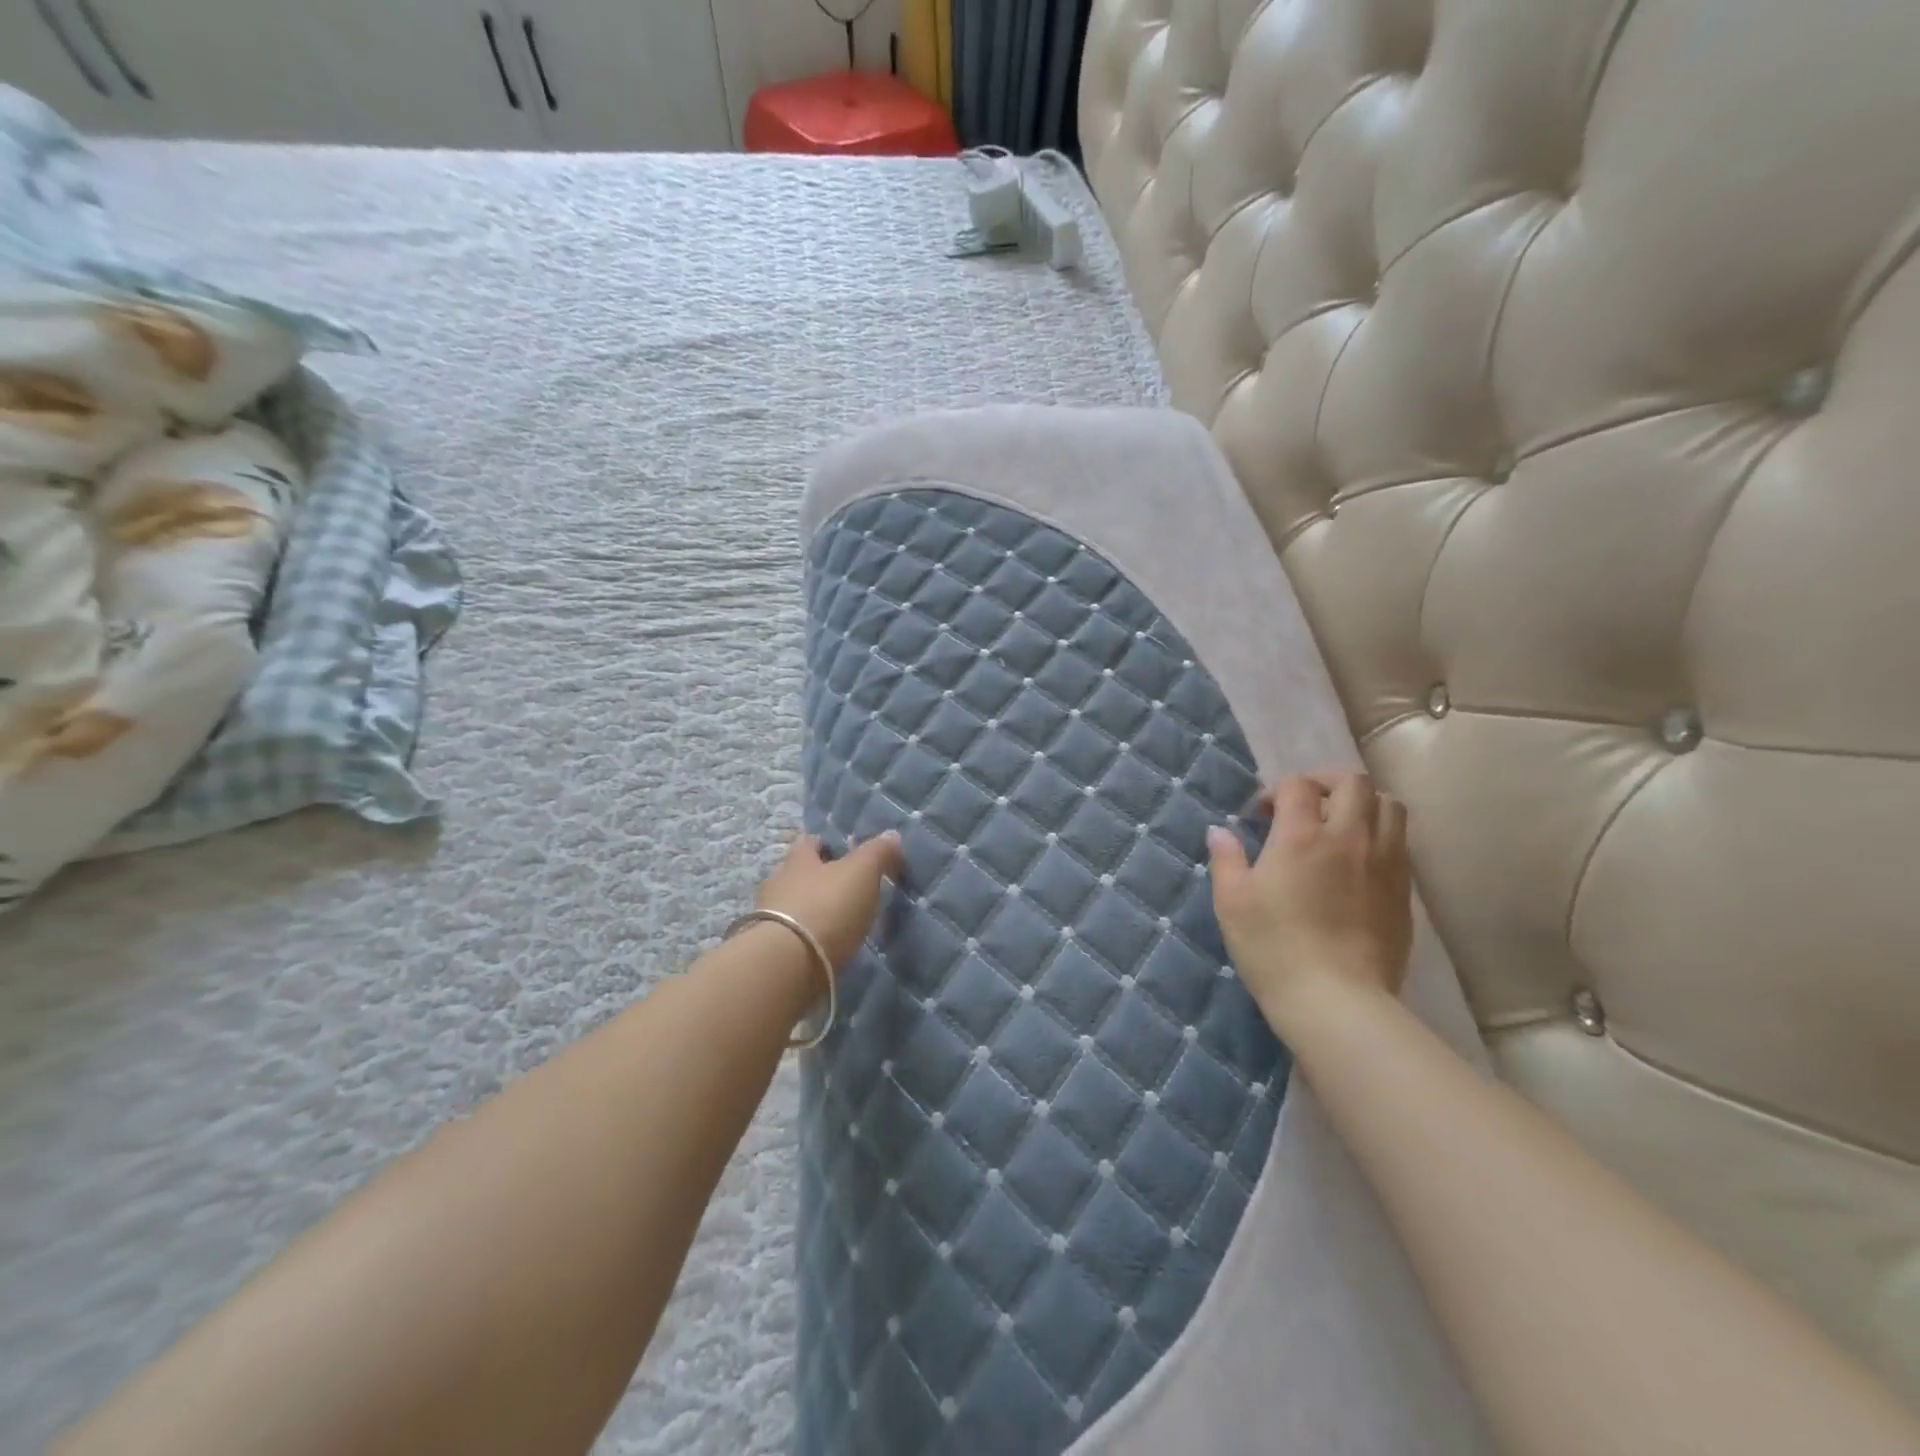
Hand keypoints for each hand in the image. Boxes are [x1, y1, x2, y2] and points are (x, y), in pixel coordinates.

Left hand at [755, 831, 903, 969]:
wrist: (789, 965)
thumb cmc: (827, 906)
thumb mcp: (862, 872)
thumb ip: (877, 852)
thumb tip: (892, 834)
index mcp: (798, 859)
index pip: (810, 842)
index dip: (828, 844)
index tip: (849, 853)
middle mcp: (779, 883)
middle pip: (802, 874)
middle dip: (823, 879)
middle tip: (851, 888)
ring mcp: (770, 918)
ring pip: (797, 905)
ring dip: (816, 909)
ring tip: (843, 921)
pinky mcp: (772, 950)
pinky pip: (795, 935)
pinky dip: (810, 936)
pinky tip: (828, 945)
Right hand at [1206, 771, 1412, 1026]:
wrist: (1336, 1000)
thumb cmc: (1273, 947)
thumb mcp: (1232, 902)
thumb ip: (1226, 859)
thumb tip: (1219, 832)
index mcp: (1302, 835)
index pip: (1298, 785)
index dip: (1278, 791)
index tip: (1262, 817)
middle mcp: (1349, 837)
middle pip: (1353, 782)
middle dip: (1326, 783)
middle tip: (1305, 807)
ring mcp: (1384, 862)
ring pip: (1389, 806)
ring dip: (1363, 803)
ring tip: (1340, 825)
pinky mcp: (1404, 891)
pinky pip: (1401, 842)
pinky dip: (1380, 835)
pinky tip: (1359, 862)